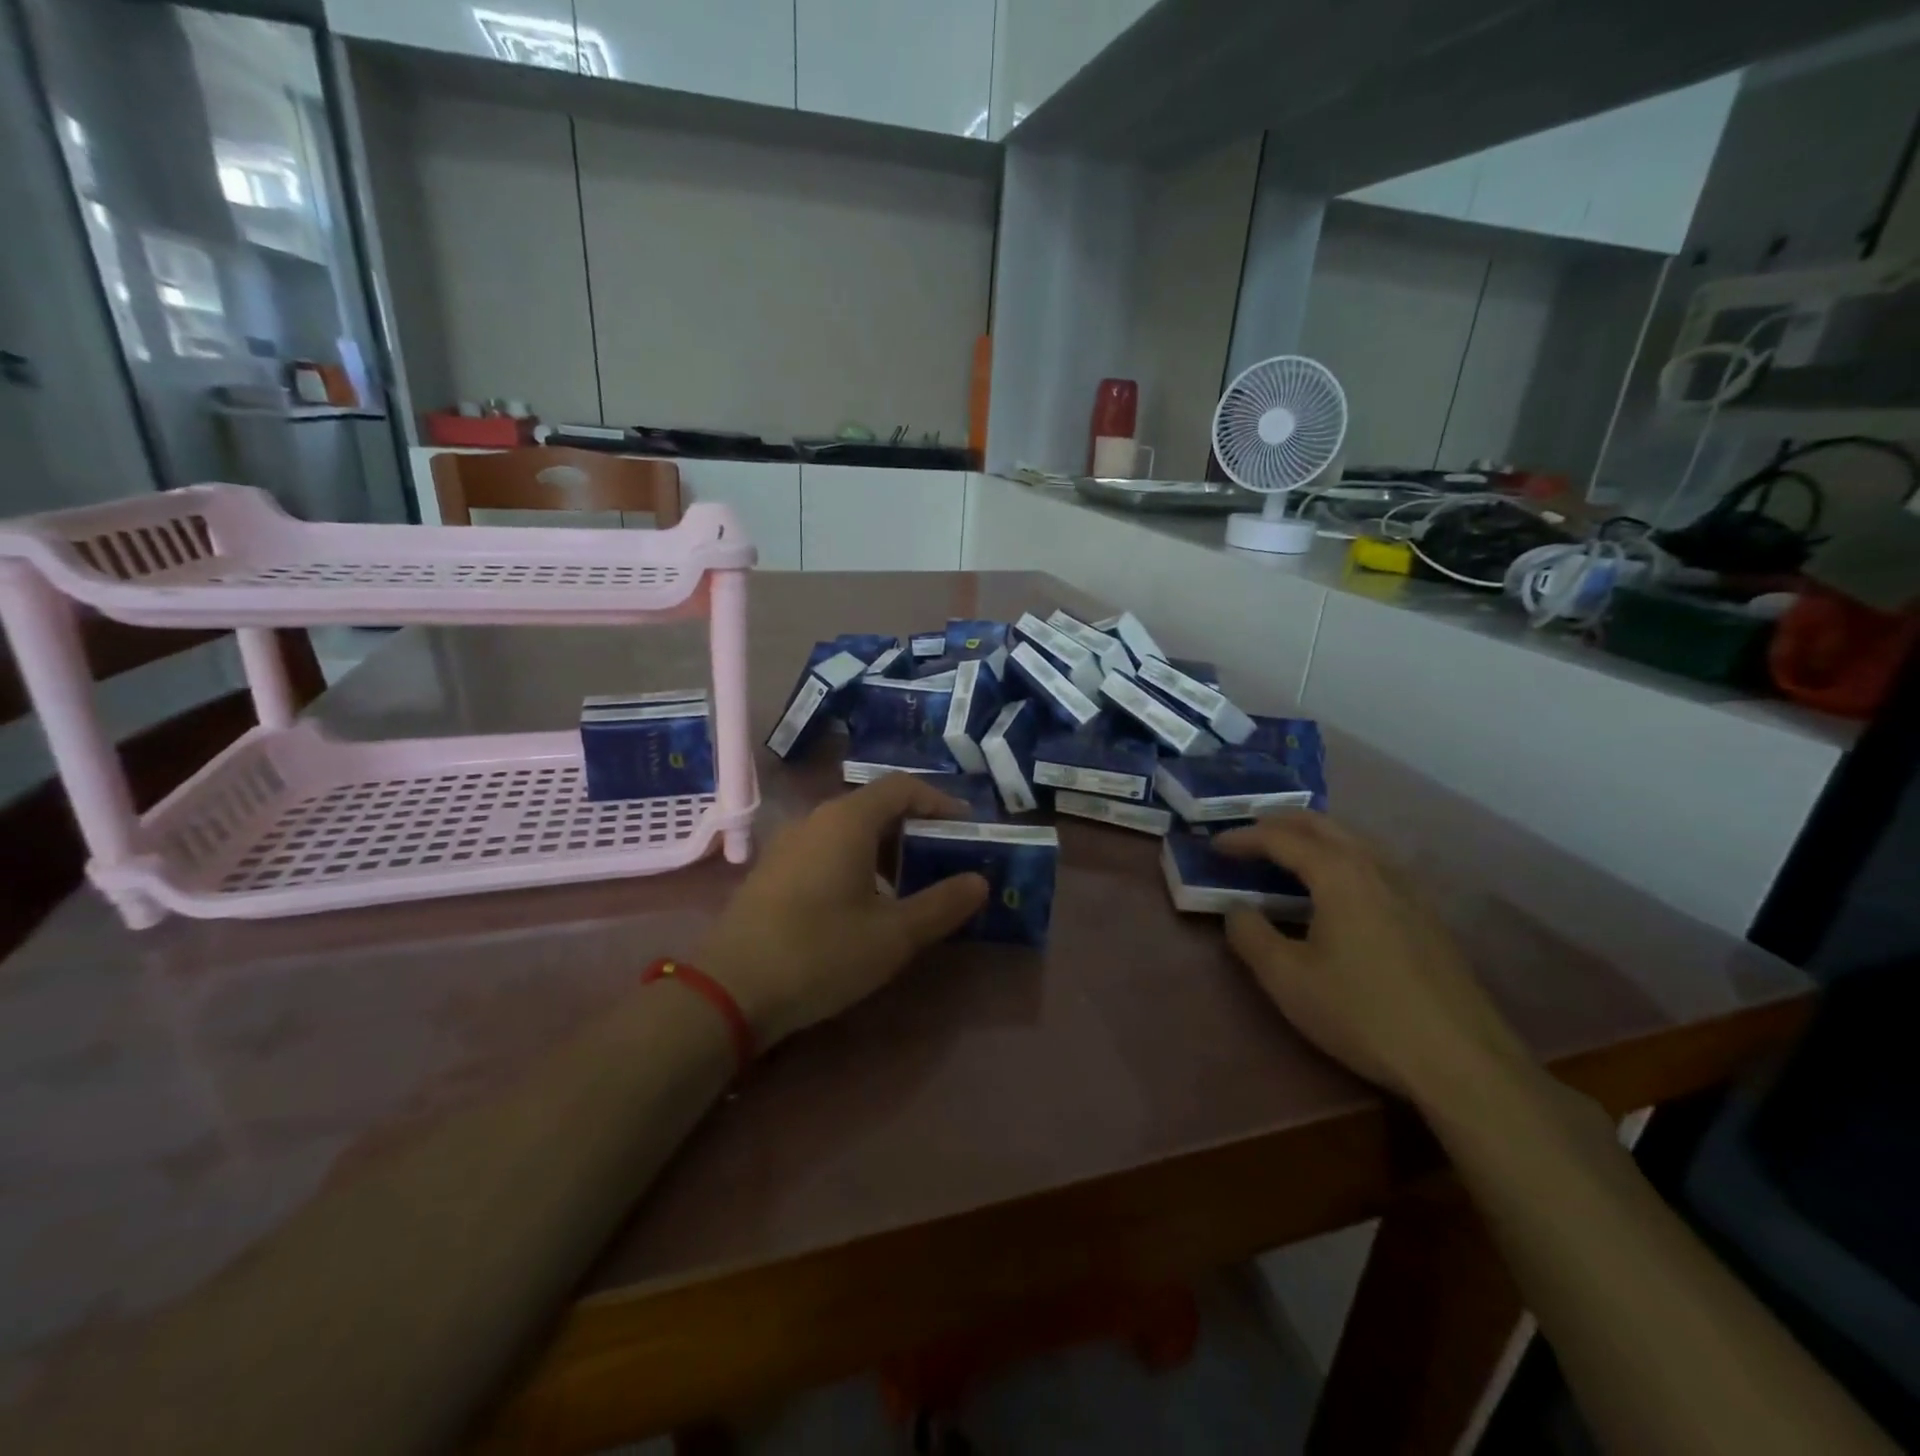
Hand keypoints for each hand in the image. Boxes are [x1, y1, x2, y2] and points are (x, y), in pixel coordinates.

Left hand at [696, 775, 989, 1047]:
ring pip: (850, 830)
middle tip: (944, 859)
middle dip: (916, 828)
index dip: (940, 801)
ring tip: (911, 886)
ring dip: (887, 849)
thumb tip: (978, 882)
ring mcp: (789, 844)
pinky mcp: (773, 871)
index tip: (966, 828)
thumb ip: (942, 905)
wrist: (729, 990)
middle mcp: (816, 819)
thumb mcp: (894, 935)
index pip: (903, 787)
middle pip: (876, 805)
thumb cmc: (820, 952)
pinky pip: (826, 850)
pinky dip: (858, 863)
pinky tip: (865, 904)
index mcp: (847, 820)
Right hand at [1214, 812, 1534, 1109]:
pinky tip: (1336, 887)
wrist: (1462, 1062)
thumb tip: (1236, 909)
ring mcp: (1408, 890)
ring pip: (1354, 841)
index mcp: (1339, 874)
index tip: (1214, 846)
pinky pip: (1373, 864)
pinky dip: (1340, 857)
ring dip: (1314, 836)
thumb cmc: (1362, 1013)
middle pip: (1323, 825)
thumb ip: (1250, 935)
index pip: (1282, 838)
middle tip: (1247, 833)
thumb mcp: (1287, 978)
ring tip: (1286, 852)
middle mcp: (1376, 868)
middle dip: (1280, 822)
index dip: (1243, 837)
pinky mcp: (1426, 916)